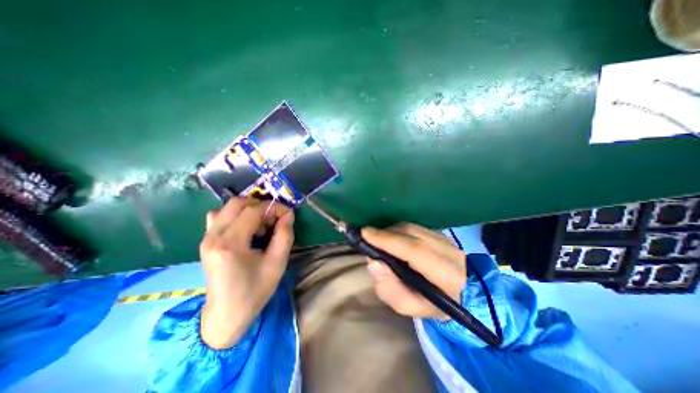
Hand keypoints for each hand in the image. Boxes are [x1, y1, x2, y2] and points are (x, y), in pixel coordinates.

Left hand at [199, 198, 293, 347]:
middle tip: (274, 220)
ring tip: (261, 226)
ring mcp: (207, 238)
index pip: (253, 210)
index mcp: (230, 243)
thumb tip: (288, 214)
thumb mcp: (277, 263)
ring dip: (249, 210)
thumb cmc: (254, 291)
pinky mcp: (206, 241)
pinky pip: (220, 216)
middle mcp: (214, 236)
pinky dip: (237, 216)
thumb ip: (284, 235)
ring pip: (228, 207)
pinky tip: (246, 229)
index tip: (288, 214)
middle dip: (261, 206)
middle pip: (238, 203)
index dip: (274, 207)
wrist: (225, 315)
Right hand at [361, 223, 463, 318]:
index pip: (415, 250)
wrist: (459, 293)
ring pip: (411, 227)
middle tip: (367, 237)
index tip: (365, 234)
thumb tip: (373, 263)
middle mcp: (449, 251)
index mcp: (447, 275)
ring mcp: (446, 239)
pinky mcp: (440, 233)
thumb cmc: (430, 304)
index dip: (388, 240)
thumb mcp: (408, 306)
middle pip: (411, 233)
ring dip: (390, 231)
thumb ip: (389, 289)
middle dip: (385, 233)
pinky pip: (413, 227)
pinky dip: (397, 231)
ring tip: (378, 240)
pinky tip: (391, 239)